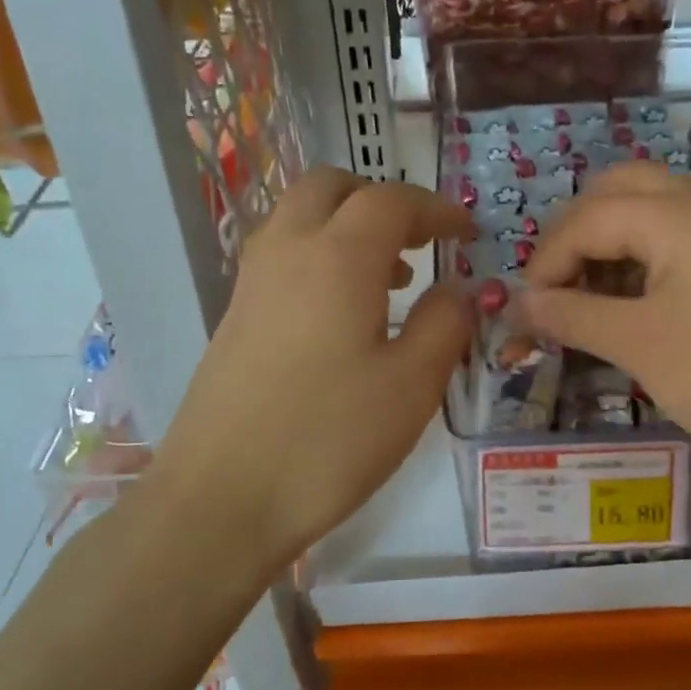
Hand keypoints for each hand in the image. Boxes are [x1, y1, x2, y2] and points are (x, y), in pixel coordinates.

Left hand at [153, 168, 475, 581]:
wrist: (222, 501)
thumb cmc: (330, 440)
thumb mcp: (412, 386)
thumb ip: (445, 323)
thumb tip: (459, 289)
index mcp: (336, 258)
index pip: (390, 200)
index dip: (436, 208)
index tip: (468, 233)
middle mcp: (286, 252)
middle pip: (330, 188)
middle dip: (382, 199)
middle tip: (421, 240)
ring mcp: (251, 285)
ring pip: (300, 218)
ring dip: (348, 227)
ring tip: (393, 279)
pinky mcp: (235, 318)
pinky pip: (282, 256)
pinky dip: (321, 257)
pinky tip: (347, 316)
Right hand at [521, 162, 690, 475]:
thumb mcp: (636, 344)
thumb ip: (569, 315)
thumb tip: (516, 306)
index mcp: (680, 215)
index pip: (589, 217)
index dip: (547, 261)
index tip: (527, 310)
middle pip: (618, 191)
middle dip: (574, 234)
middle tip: (553, 287)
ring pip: (647, 208)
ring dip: (605, 242)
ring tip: (581, 296)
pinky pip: (674, 235)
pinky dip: (638, 256)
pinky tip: (621, 300)